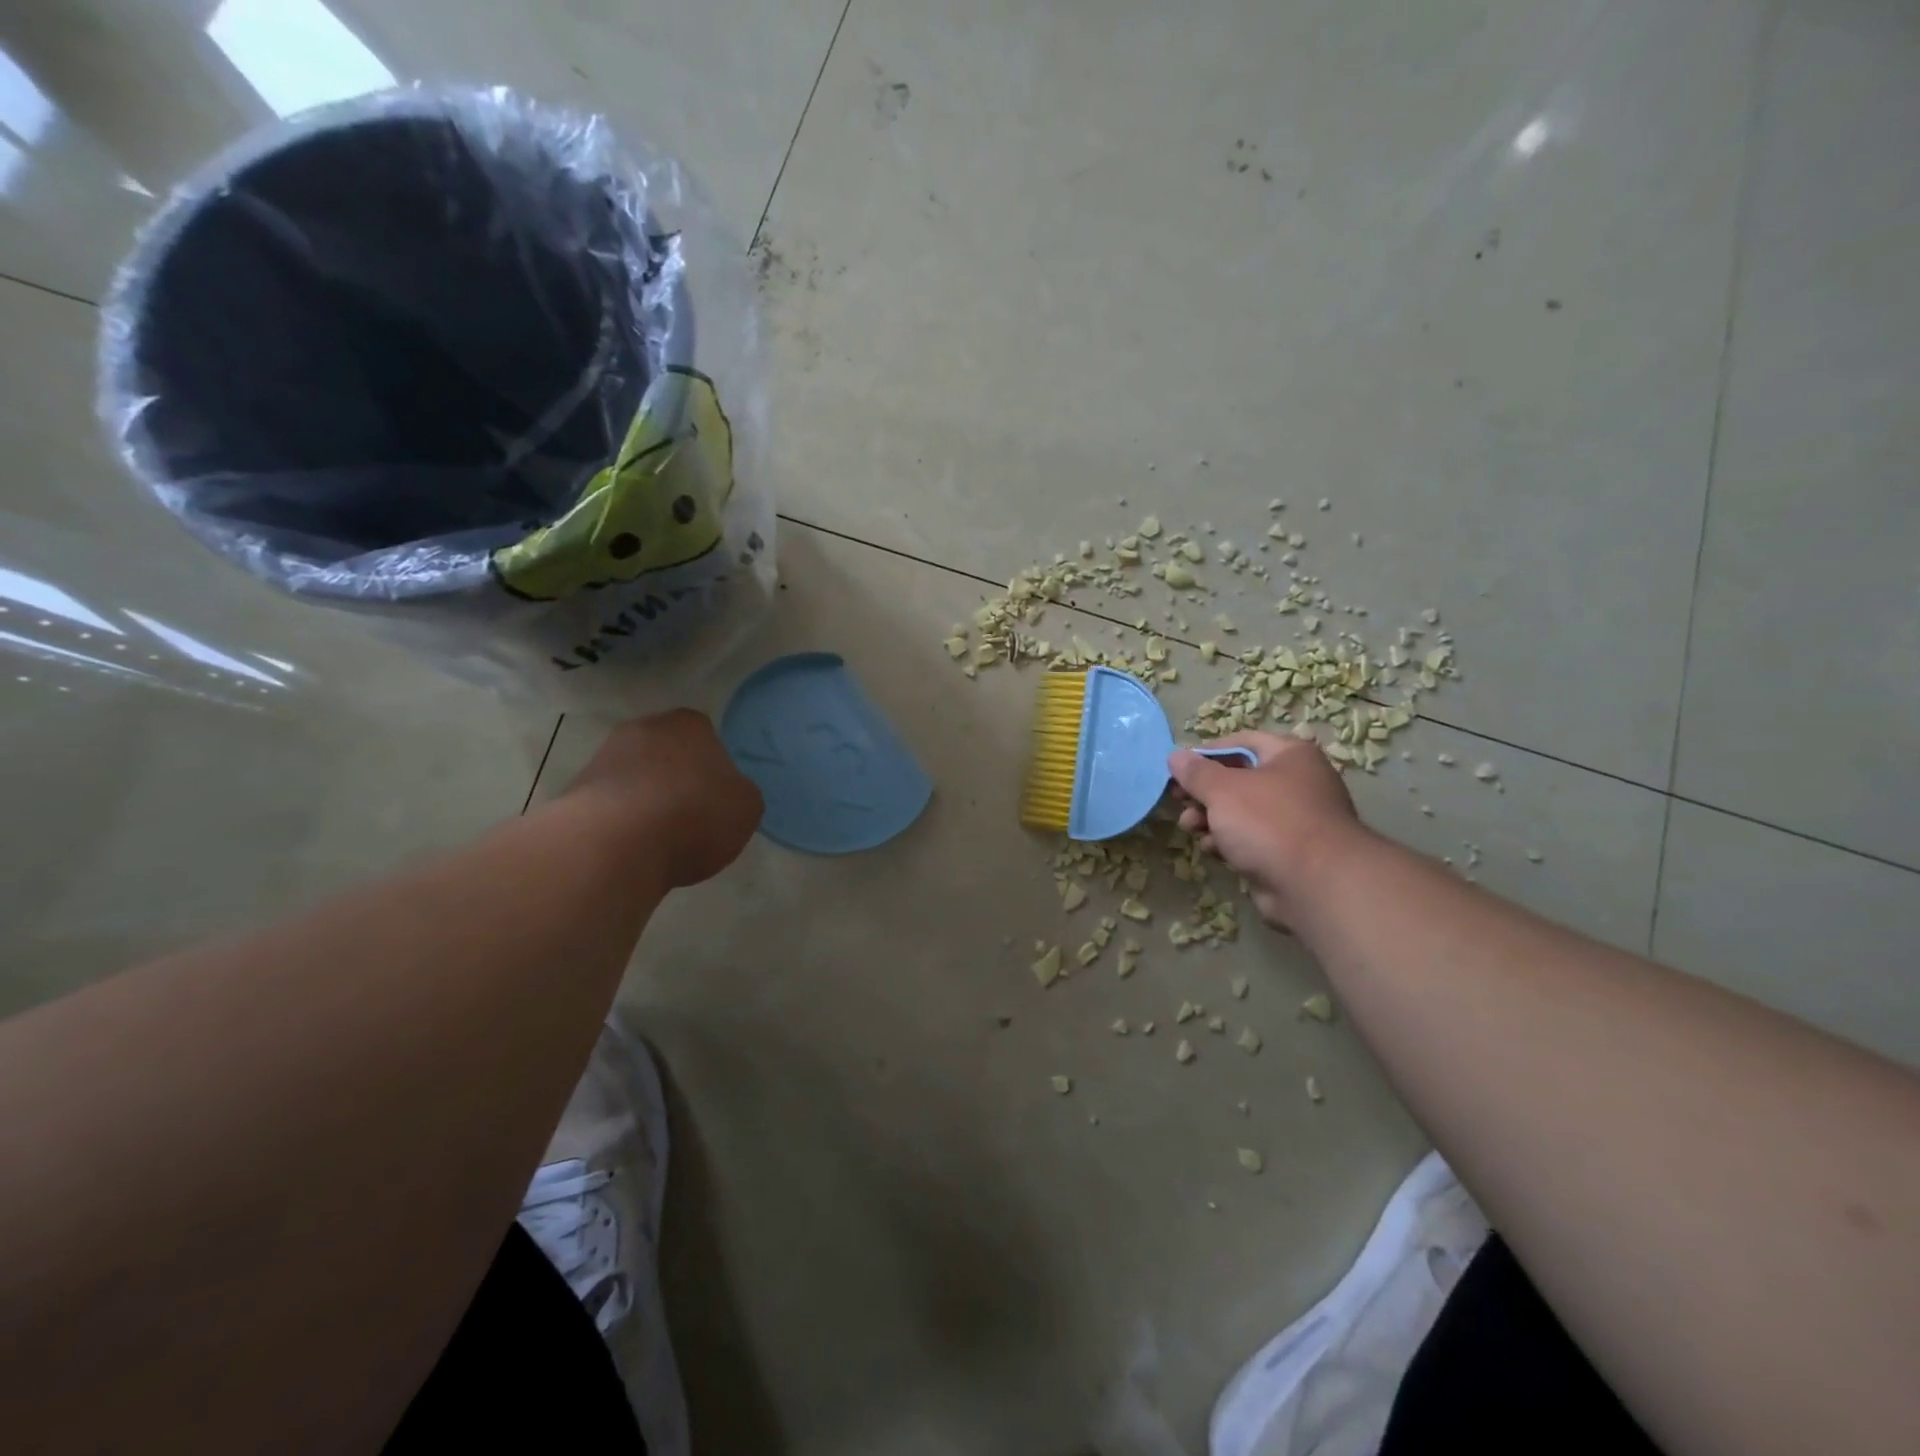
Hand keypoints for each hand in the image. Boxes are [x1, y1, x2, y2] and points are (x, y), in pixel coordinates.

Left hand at [563, 709, 762, 888]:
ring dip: (645, 801)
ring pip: (635, 778)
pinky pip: (610, 805)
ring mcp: (603, 758)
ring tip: (660, 840)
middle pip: (666, 753)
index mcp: (689, 724)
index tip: (716, 797)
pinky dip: (620, 823)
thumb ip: (739, 794)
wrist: (615, 844)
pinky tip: (631, 849)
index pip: (706, 736)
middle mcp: (643, 728)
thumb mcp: (746, 807)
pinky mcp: (575, 791)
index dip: (713, 767)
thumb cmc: (694, 815)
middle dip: (676, 779)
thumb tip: (725, 795)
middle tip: (691, 816)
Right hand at [1167, 732, 1363, 926]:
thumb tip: (1175, 756)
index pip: (1241, 742)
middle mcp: (1296, 783)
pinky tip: (1213, 850)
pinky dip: (1229, 842)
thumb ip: (1196, 772)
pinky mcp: (1286, 852)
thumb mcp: (1223, 790)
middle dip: (1204, 792)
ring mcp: (1293, 820)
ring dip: (1210, 819)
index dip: (1207, 753)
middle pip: (1238, 779)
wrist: (1315, 885)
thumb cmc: (1268, 822)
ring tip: (1191, 827)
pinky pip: (1250, 839)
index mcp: (1290, 756)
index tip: (1178, 769)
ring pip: (1240, 812)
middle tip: (1178, 800)